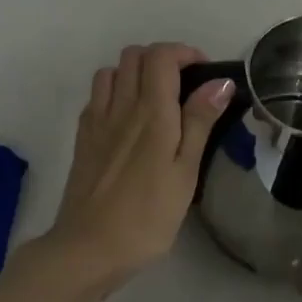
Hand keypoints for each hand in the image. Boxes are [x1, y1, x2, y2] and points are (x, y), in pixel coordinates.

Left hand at [41, 43, 232, 293]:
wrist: (88, 248)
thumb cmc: (147, 216)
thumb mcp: (185, 172)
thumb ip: (199, 122)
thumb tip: (219, 82)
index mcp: (151, 112)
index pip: (161, 56)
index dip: (184, 53)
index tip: (205, 75)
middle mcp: (120, 107)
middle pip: (133, 55)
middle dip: (161, 59)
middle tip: (184, 87)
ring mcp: (96, 121)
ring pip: (111, 71)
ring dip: (134, 73)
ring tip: (156, 100)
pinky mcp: (82, 139)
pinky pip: (96, 97)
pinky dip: (114, 93)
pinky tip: (128, 120)